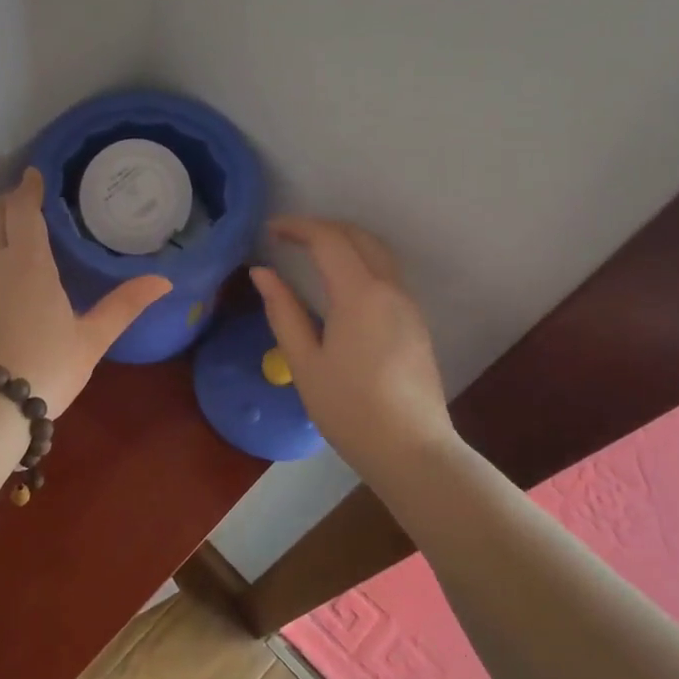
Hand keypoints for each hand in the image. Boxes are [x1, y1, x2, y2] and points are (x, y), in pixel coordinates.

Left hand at [0, 168, 171, 415]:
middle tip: (24, 201)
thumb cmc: (47, 368)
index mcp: (29, 261)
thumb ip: (125, 304)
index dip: (28, 188)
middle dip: (9, 203)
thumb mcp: (92, 339)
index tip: (33, 174)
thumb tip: (165, 280)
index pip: (24, 209)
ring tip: (7, 239)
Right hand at [250, 217, 453, 463]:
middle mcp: (390, 290)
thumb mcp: (305, 362)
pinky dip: (360, 262)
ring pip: (378, 253)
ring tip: (310, 254)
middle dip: (323, 227)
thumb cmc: (349, 409)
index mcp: (360, 295)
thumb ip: (283, 311)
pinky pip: (387, 275)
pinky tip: (338, 285)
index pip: (329, 240)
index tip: (270, 230)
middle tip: (288, 236)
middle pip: (359, 237)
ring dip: (344, 242)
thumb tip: (262, 273)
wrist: (412, 451)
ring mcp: (408, 306)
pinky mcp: (415, 323)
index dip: (298, 227)